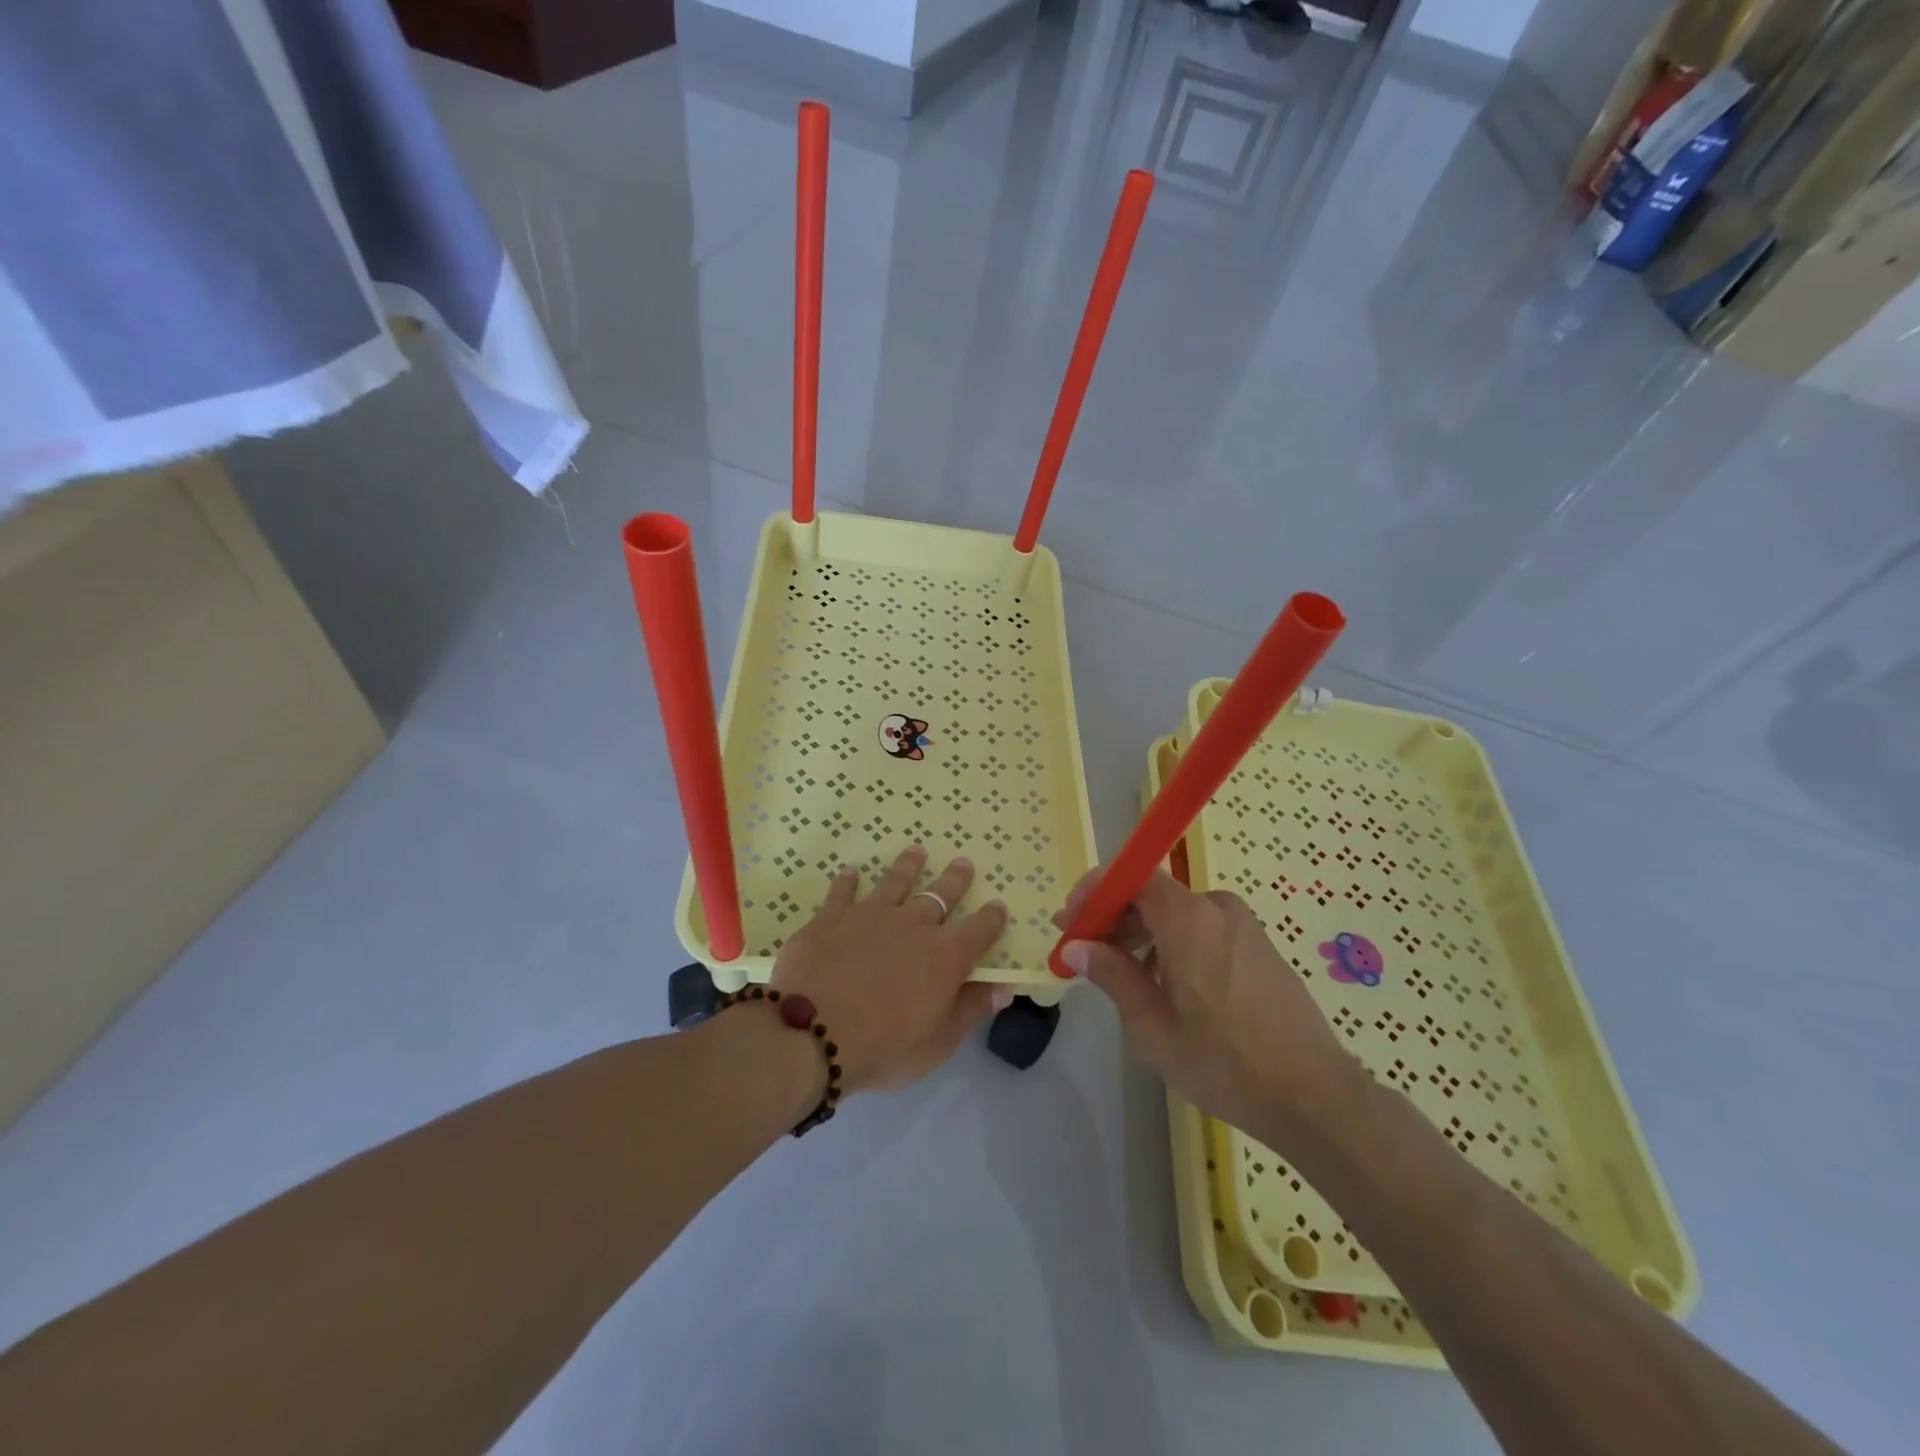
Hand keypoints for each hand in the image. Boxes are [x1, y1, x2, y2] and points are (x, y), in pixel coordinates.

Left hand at [771, 846, 1011, 1093]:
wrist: (813, 1036)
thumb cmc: (884, 1048)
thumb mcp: (939, 1042)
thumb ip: (972, 1008)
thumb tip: (1004, 987)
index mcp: (946, 955)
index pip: (980, 929)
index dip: (992, 917)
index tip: (999, 906)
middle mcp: (913, 924)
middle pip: (941, 894)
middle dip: (956, 879)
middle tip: (963, 863)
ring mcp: (870, 914)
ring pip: (895, 881)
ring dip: (908, 866)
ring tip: (916, 852)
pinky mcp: (831, 917)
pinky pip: (843, 891)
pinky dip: (849, 880)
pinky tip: (851, 871)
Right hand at [1054, 869, 1361, 1144]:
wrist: (1314, 1097)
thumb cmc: (1223, 1062)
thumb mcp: (1152, 1026)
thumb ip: (1111, 975)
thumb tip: (1076, 946)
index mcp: (1189, 918)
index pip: (1131, 876)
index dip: (1095, 892)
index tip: (1070, 920)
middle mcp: (1217, 908)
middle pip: (1153, 895)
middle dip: (1115, 919)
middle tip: (1087, 953)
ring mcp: (1244, 926)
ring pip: (1178, 915)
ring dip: (1144, 935)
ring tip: (1125, 979)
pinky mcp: (1260, 947)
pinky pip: (1204, 930)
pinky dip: (1175, 945)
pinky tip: (1168, 988)